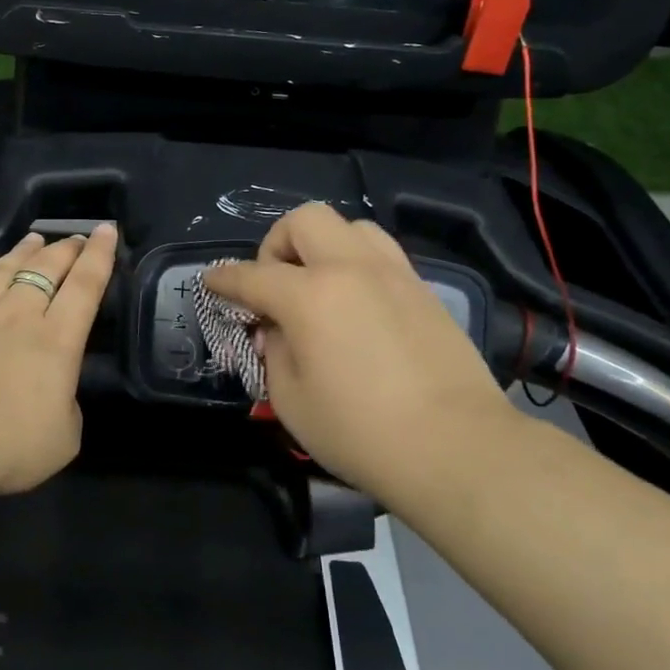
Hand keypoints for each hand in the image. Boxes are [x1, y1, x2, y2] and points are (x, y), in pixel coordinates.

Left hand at [0, 224, 118, 496]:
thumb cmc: (7, 443)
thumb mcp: (62, 439)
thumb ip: (66, 409)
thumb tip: (56, 396)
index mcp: (58, 340)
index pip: (85, 285)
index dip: (100, 256)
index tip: (107, 230)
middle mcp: (19, 316)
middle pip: (46, 269)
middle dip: (66, 249)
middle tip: (77, 238)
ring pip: (6, 270)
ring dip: (24, 252)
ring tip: (35, 239)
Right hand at [205, 204, 516, 495]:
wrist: (457, 448)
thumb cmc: (361, 432)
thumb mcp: (291, 400)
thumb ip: (273, 351)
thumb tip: (275, 329)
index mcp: (309, 296)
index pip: (251, 275)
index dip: (224, 278)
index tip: (211, 282)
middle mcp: (350, 270)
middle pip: (304, 221)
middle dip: (277, 244)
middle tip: (275, 286)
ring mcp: (393, 275)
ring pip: (350, 227)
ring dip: (322, 247)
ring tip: (319, 286)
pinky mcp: (424, 291)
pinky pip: (381, 255)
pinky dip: (357, 265)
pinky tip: (356, 305)